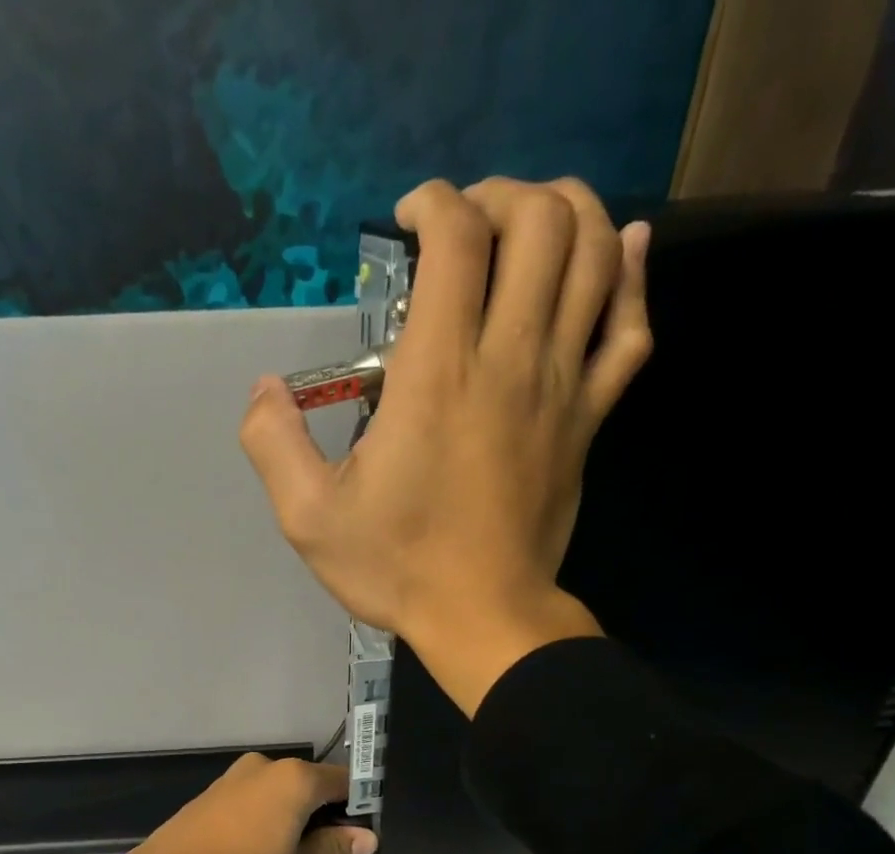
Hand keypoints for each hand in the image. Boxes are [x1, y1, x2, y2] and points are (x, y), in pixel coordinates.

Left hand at [93, 755, 376, 853]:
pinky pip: (254, 797)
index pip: (344, 782)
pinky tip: (260, 848)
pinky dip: (266, 815)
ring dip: (293, 815)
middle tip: (329, 853)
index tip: (363, 835)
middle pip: (310, 784)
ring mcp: (234, 777)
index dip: (360, 807)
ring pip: (280, 791)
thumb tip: (366, 835)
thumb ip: (333, 848)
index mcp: (294, 780)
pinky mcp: (211, 792)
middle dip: (324, 812)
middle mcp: (265, 767)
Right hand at [240, 177, 652, 714]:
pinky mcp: (588, 419)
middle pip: (538, 223)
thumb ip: (274, 444)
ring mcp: (560, 386)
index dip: (434, 203)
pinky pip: (630, 329)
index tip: (409, 219)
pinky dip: (631, 276)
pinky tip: (621, 250)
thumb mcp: (310, 518)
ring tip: (530, 221)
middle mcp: (508, 359)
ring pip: (592, 258)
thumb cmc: (397, 567)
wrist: (483, 617)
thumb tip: (263, 391)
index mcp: (436, 375)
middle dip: (502, 196)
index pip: (457, 239)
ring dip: (567, 212)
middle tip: (468, 223)